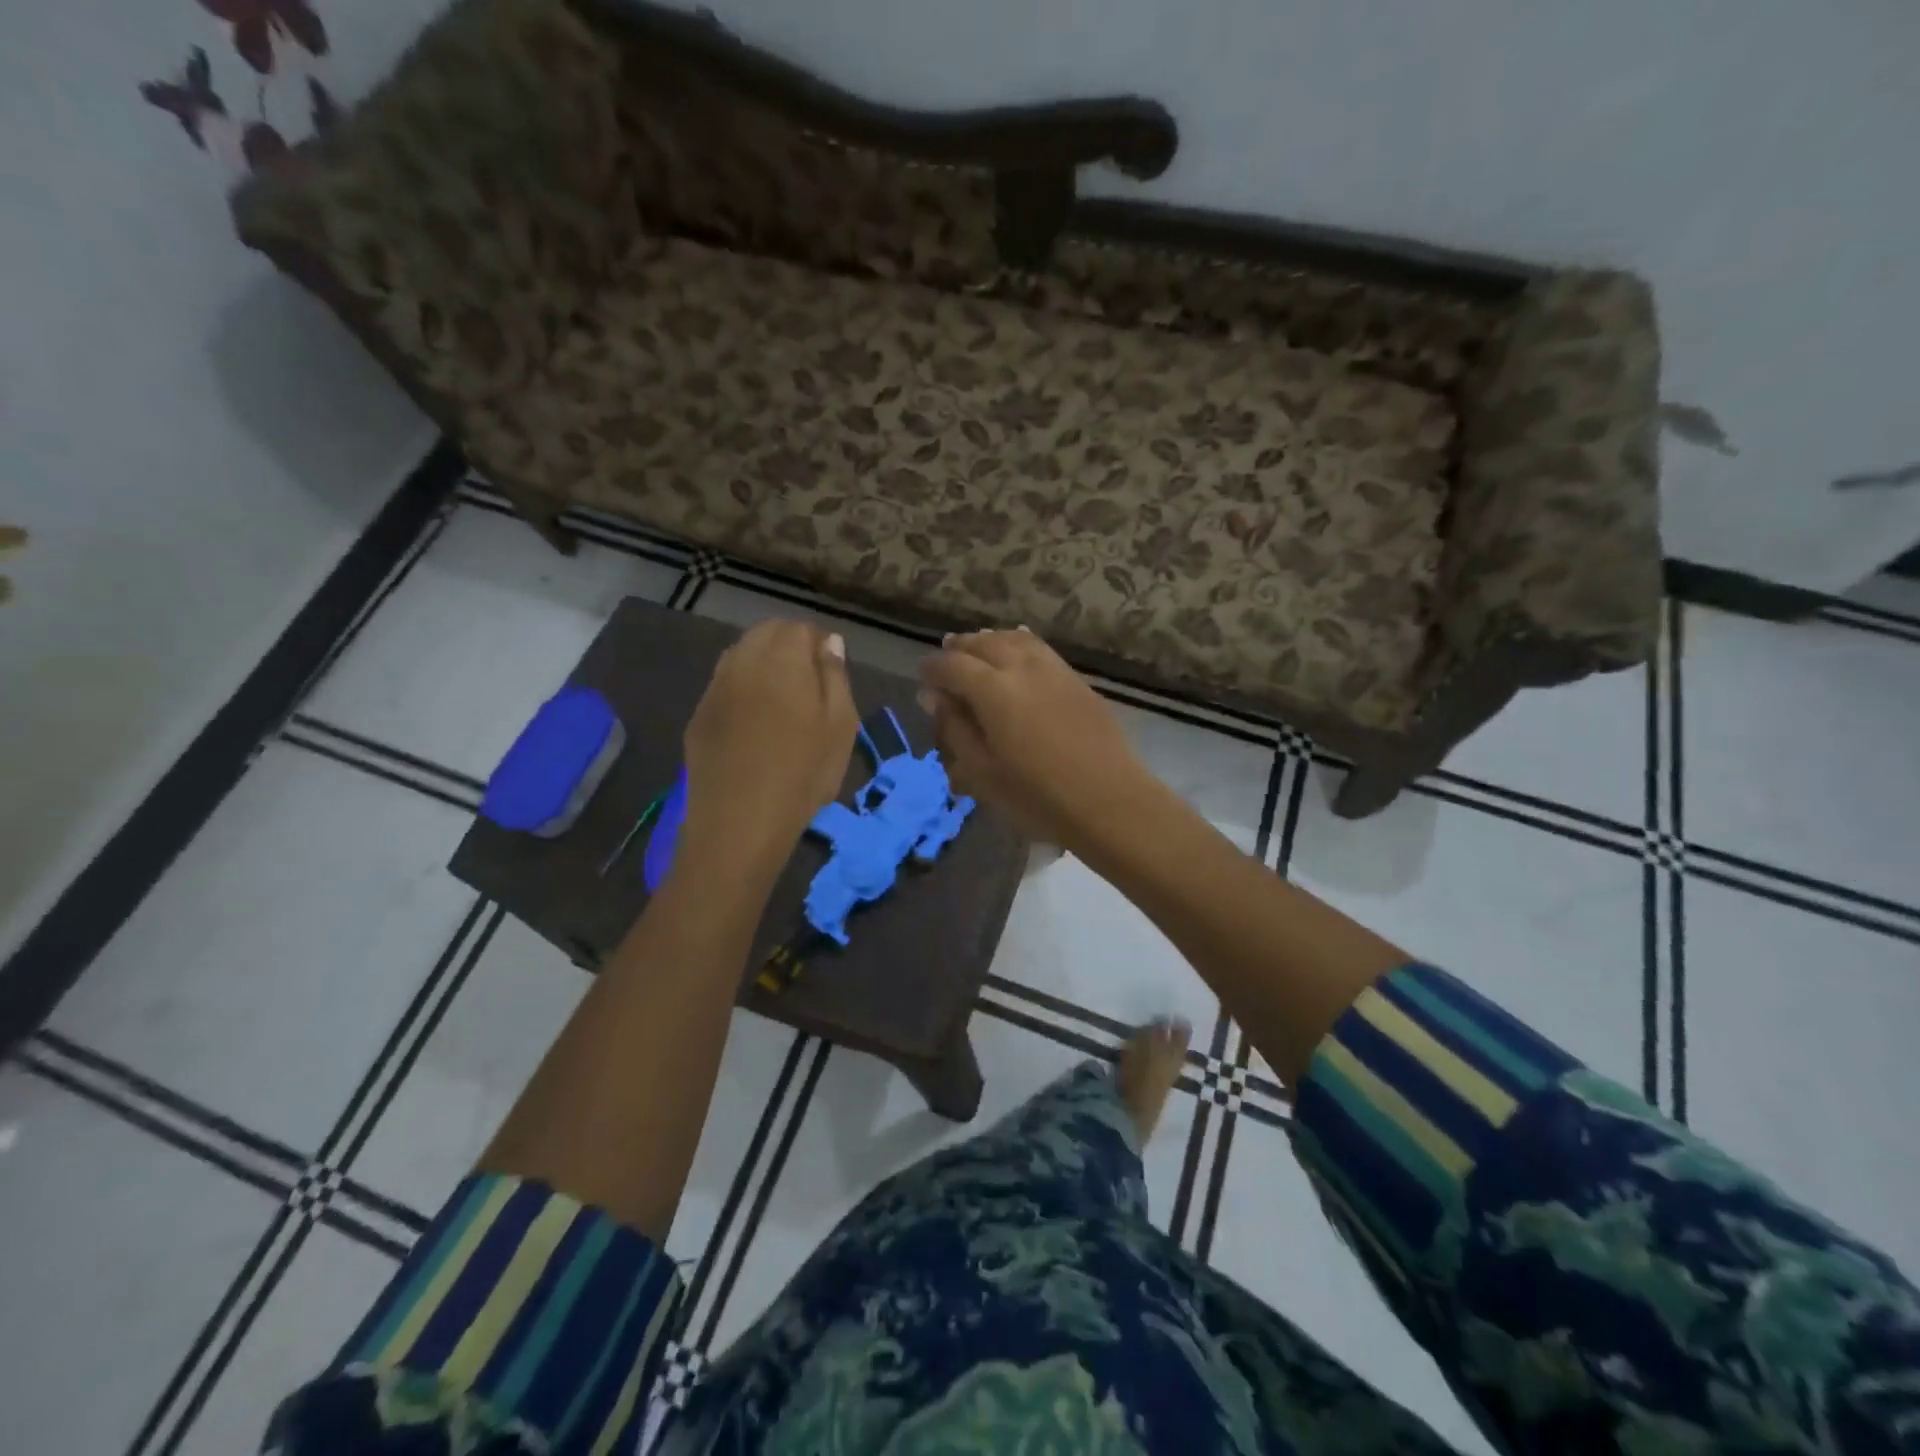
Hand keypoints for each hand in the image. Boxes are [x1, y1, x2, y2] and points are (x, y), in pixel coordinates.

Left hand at [680, 620, 858, 873]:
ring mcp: (715, 687)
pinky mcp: (699, 715)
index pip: (799, 627)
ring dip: (763, 663)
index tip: (831, 669)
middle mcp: (743, 661)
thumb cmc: (804, 773)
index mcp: (782, 658)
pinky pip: (724, 684)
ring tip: (782, 699)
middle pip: (766, 633)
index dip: (818, 642)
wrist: (740, 822)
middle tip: (809, 682)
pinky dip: (742, 688)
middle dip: (789, 646)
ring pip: (741, 655)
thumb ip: (835, 676)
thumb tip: (829, 642)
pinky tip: (755, 721)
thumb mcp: (841, 725)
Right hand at [919, 628, 1153, 851]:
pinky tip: (1016, 654)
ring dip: (990, 640)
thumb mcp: (982, 772)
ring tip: (978, 648)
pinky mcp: (1077, 680)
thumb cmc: (1037, 796)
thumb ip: (955, 728)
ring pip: (1015, 639)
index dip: (933, 668)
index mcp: (993, 690)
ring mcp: (1054, 670)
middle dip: (960, 648)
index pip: (953, 666)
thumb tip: (935, 697)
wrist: (1109, 801)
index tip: (922, 675)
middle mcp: (1022, 668)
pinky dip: (1019, 644)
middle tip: (946, 656)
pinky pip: (1040, 649)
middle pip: (984, 644)